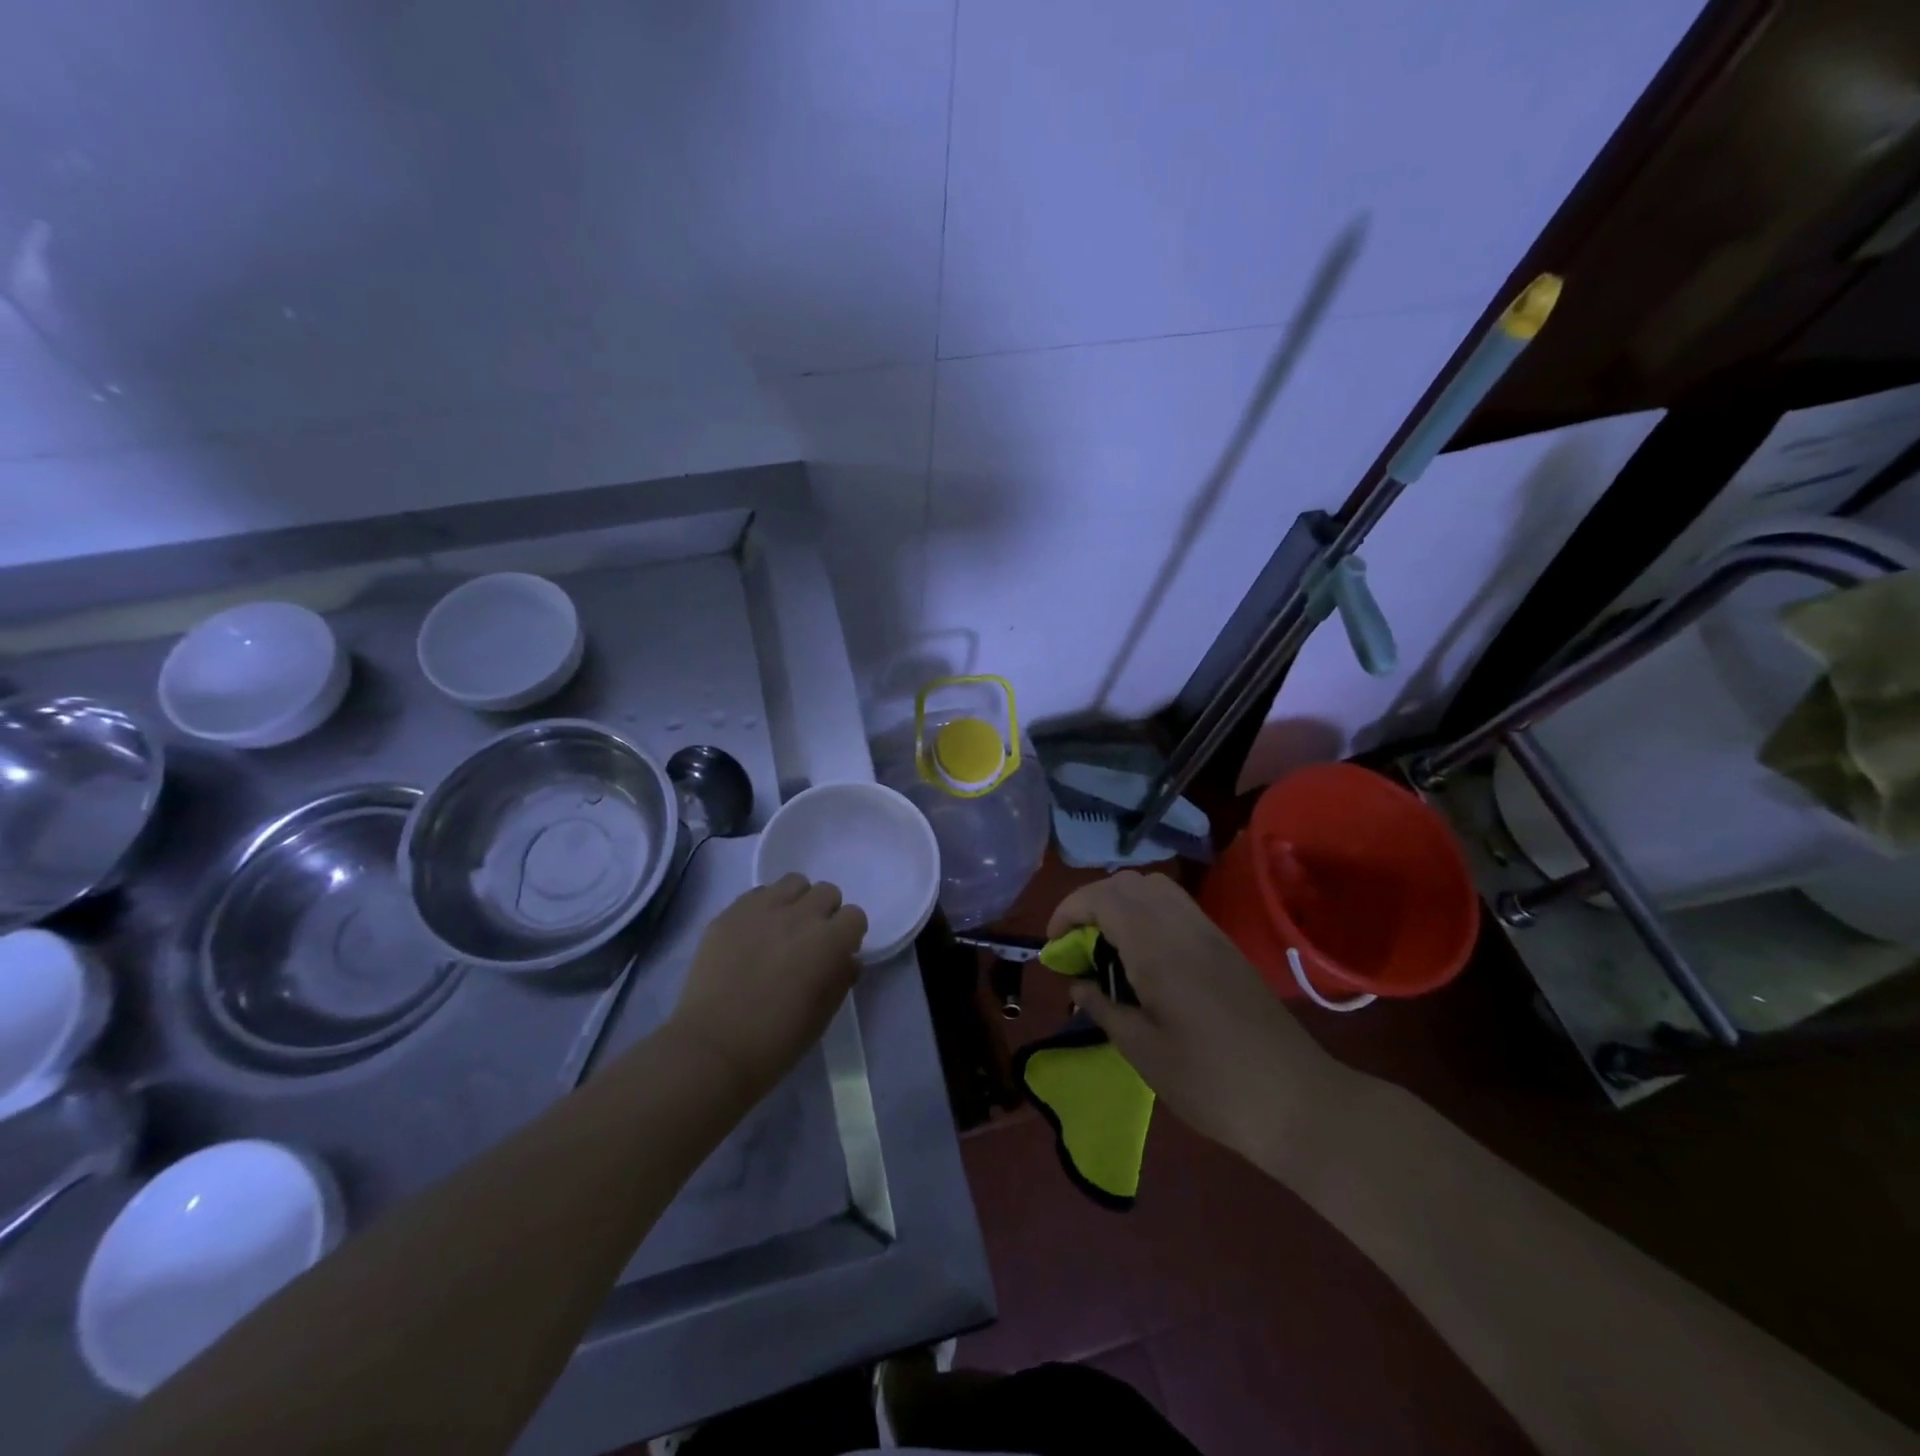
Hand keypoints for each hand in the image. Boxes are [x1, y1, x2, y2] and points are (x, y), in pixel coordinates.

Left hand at [669, 874, 867, 1105]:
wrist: (712, 1050)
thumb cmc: (776, 1041)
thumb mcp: (823, 1016)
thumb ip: (841, 978)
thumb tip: (846, 959)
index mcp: (829, 942)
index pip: (855, 916)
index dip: (848, 935)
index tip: (837, 954)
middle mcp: (800, 916)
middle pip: (826, 892)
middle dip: (825, 913)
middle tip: (809, 941)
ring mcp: (762, 909)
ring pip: (793, 882)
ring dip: (796, 901)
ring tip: (782, 928)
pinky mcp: (730, 913)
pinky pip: (757, 894)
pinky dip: (763, 907)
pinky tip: (753, 934)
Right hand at [1049, 871, 1358, 1175]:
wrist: (1295, 1100)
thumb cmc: (1209, 1081)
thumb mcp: (1141, 1050)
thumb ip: (1102, 1007)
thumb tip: (1076, 983)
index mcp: (1157, 946)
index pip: (1102, 898)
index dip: (1068, 911)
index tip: (1054, 945)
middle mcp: (1182, 925)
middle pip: (1126, 882)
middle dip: (1091, 903)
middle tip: (1078, 945)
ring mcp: (1208, 931)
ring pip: (1154, 887)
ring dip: (1120, 902)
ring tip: (1107, 946)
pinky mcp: (1224, 944)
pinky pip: (1176, 905)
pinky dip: (1147, 911)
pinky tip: (1144, 954)